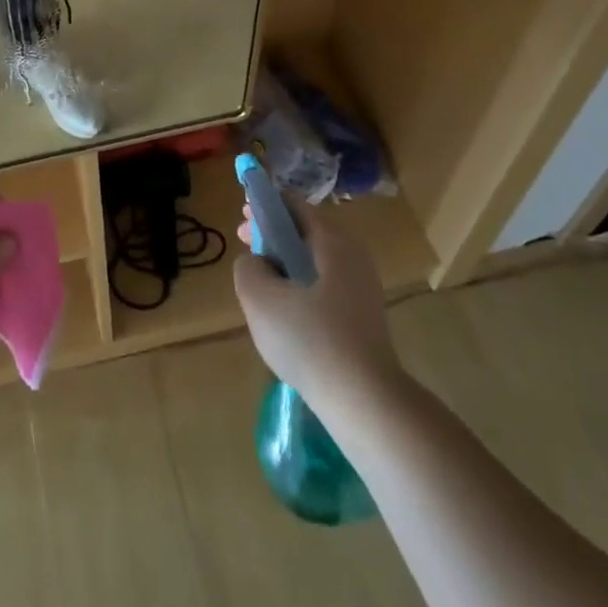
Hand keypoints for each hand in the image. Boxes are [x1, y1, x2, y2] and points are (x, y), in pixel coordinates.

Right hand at [234, 202, 401, 411]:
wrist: (365, 401)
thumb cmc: (309, 340)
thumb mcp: (260, 298)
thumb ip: (248, 268)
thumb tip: (256, 263)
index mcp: (332, 241)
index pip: (294, 205)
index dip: (265, 206)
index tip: (242, 217)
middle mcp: (353, 256)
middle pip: (307, 232)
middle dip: (273, 235)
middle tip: (245, 245)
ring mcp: (362, 288)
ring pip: (315, 261)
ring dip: (286, 262)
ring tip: (260, 280)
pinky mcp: (364, 317)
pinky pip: (325, 286)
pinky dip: (301, 285)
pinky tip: (285, 312)